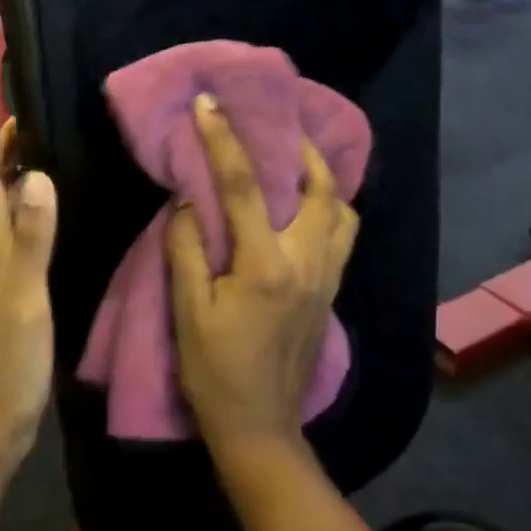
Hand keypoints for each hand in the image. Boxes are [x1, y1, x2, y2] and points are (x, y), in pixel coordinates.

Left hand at [0, 83, 57, 466]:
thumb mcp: (25, 296)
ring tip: (23, 146)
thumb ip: (31, 237)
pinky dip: (18, 205)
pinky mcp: (7, 289)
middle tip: (8, 110)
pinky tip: (36, 210)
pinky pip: (9, 230)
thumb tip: (35, 174)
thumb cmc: (8, 361)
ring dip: (1, 170)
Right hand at [167, 94, 358, 463]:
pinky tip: (307, 207)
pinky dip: (330, 208)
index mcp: (265, 264)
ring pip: (342, 210)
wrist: (260, 427)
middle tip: (278, 126)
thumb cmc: (215, 371)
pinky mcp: (331, 293)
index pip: (244, 186)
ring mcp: (326, 277)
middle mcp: (306, 262)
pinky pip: (342, 235)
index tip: (209, 103)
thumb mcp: (188, 312)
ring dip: (323, 178)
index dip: (224, 139)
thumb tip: (189, 202)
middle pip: (319, 187)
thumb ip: (187, 250)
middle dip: (301, 147)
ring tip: (297, 163)